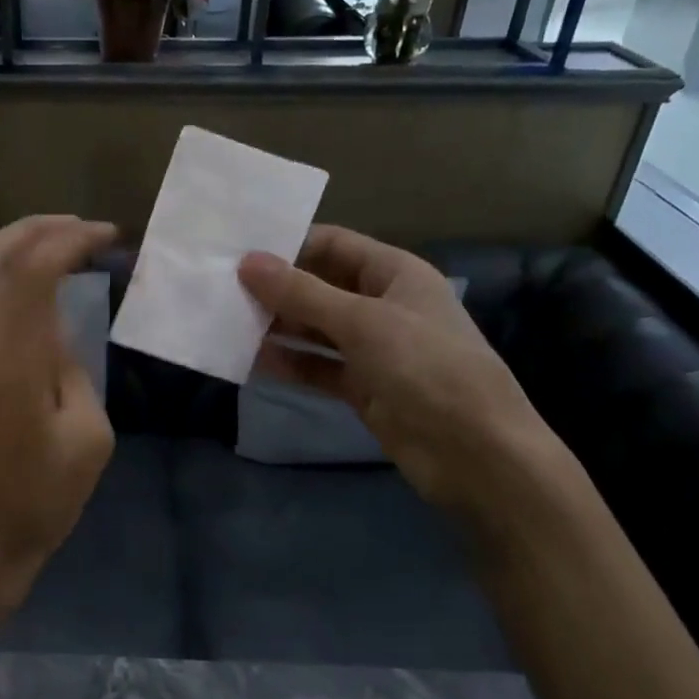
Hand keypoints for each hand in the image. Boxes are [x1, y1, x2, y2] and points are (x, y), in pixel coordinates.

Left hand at [0, 215, 117, 615]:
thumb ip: (75, 367)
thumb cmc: (45, 494)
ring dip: (14, 241)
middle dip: (41, 228)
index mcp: (16, 361)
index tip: (109, 237)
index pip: (33, 271)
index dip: (70, 240)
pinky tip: (24, 272)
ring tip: (58, 239)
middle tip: (86, 228)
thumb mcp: (89, 434)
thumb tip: (58, 330)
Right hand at [238, 227, 554, 511]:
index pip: (333, 245)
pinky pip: (318, 366)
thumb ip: (302, 293)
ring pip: (315, 328)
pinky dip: (290, 362)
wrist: (476, 454)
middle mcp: (383, 305)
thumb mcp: (362, 322)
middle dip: (277, 288)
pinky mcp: (364, 387)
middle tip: (222, 288)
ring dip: (278, 326)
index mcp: (395, 273)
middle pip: (320, 286)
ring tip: (228, 321)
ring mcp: (374, 348)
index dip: (289, 245)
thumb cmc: (426, 368)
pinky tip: (253, 360)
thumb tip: (247, 262)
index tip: (239, 252)